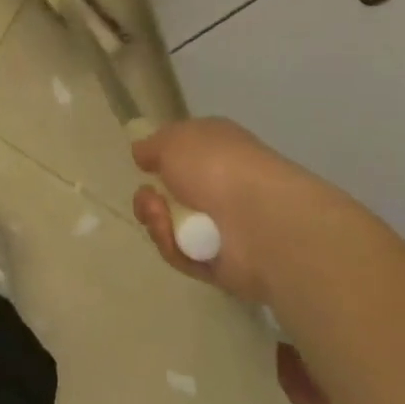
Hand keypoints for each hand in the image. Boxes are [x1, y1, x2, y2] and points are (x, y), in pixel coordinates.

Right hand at [130, 118, 345, 304]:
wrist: (261, 219)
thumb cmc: (216, 166)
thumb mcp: (173, 139)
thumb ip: (152, 146)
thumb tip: (143, 154)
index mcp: (217, 150)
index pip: (184, 154)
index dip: (161, 159)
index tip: (144, 165)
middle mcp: (222, 186)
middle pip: (170, 195)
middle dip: (149, 198)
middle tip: (151, 199)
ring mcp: (224, 227)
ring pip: (171, 226)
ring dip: (157, 221)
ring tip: (161, 217)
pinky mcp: (223, 264)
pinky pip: (183, 256)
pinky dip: (173, 247)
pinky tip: (176, 239)